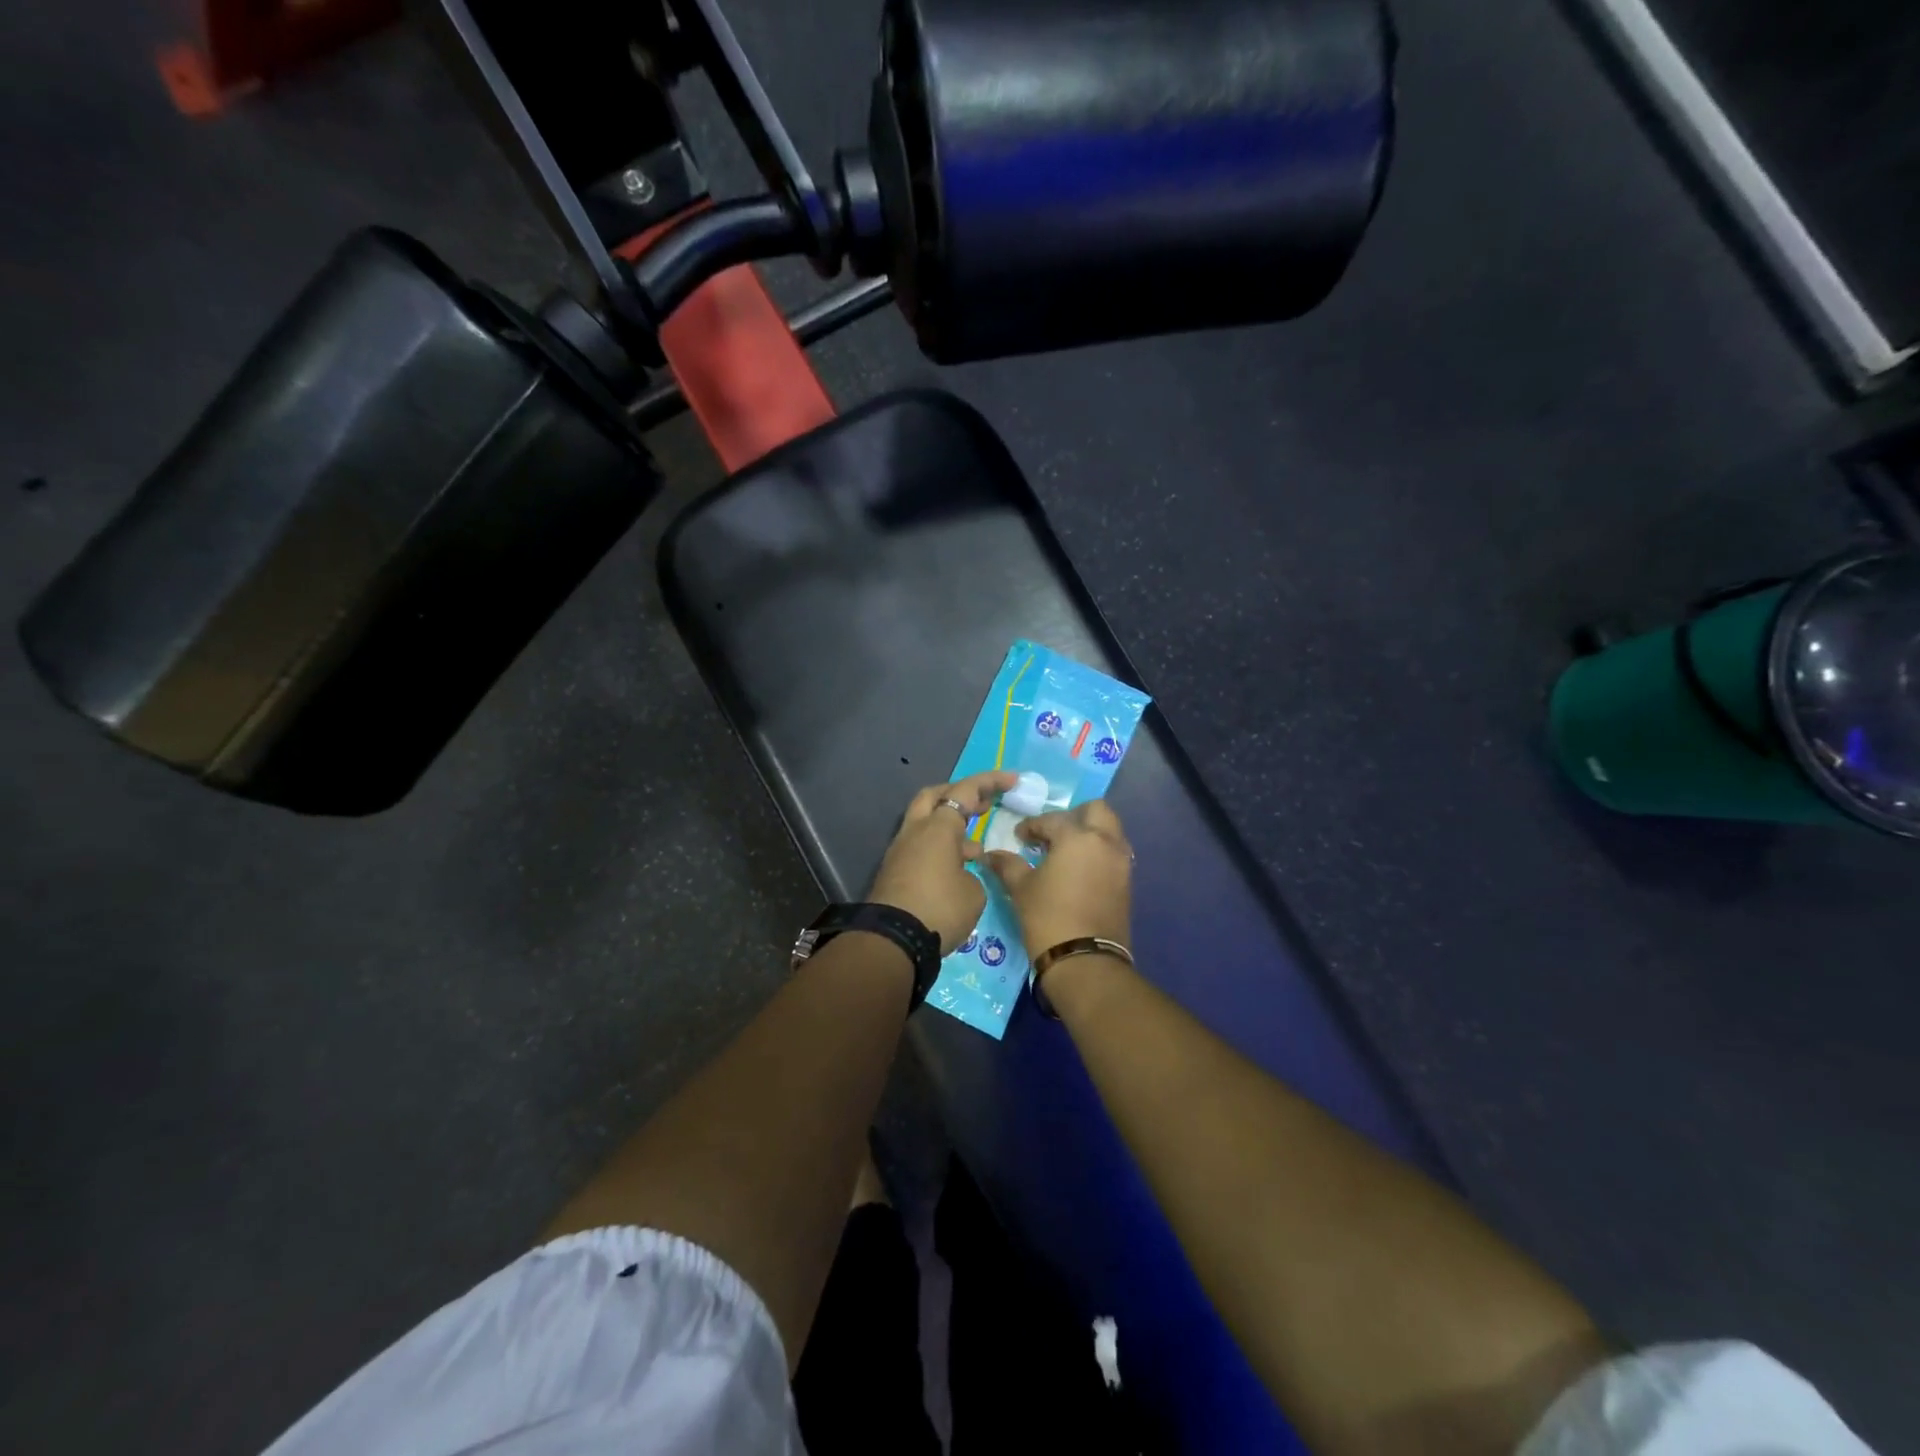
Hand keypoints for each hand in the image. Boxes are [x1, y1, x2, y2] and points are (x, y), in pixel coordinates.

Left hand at [868, 771, 1017, 952]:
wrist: (891, 942)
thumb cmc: (939, 909)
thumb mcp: (974, 893)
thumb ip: (973, 873)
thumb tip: (961, 871)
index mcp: (938, 827)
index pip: (965, 791)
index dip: (990, 782)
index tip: (1012, 780)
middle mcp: (915, 831)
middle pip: (934, 796)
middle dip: (959, 794)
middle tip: (983, 803)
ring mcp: (900, 851)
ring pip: (925, 823)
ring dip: (950, 826)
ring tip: (976, 847)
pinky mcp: (894, 872)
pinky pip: (920, 847)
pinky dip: (940, 848)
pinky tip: (957, 869)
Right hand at [983, 800, 1132, 954]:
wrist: (1085, 961)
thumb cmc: (1048, 917)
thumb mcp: (1021, 888)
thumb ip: (1007, 865)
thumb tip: (990, 855)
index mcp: (1078, 837)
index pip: (1052, 820)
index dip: (1032, 826)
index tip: (1019, 836)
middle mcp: (1105, 842)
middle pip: (1096, 811)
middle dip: (1074, 816)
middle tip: (1053, 833)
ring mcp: (1121, 862)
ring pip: (1110, 831)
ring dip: (1090, 833)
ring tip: (1065, 852)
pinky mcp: (1127, 883)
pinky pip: (1114, 854)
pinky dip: (1098, 853)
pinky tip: (1078, 870)